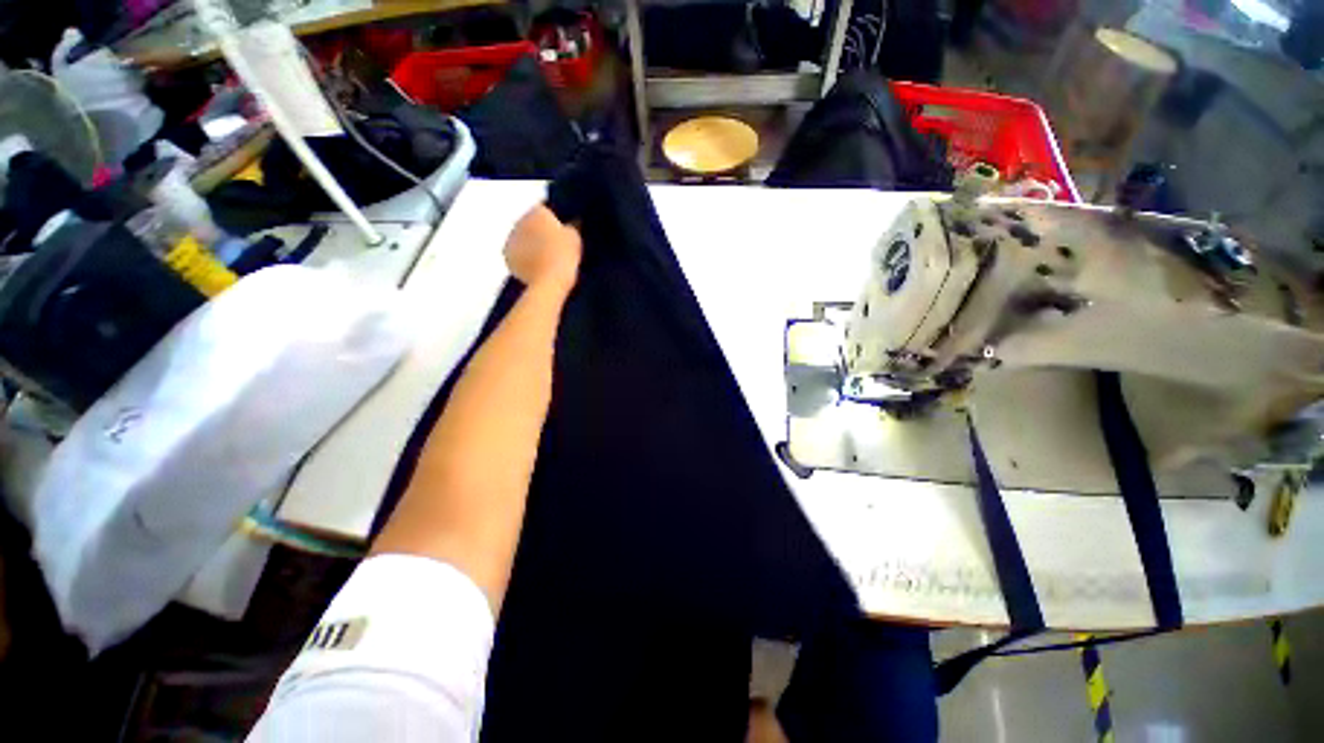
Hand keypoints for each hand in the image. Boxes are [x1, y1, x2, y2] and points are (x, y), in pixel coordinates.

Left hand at [504, 205, 581, 296]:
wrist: (549, 280)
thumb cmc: (564, 257)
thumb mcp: (575, 237)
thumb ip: (571, 226)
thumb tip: (568, 226)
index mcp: (538, 211)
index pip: (546, 211)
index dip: (555, 222)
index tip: (563, 234)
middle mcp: (520, 220)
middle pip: (531, 224)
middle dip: (540, 233)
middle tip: (554, 248)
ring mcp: (511, 237)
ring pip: (522, 238)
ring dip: (530, 245)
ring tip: (546, 259)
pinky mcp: (506, 255)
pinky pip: (517, 253)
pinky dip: (524, 258)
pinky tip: (536, 267)